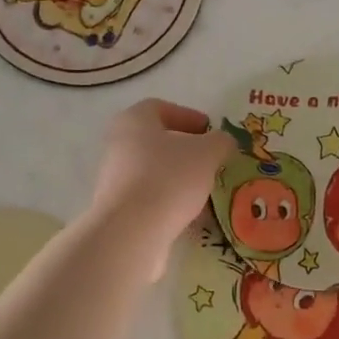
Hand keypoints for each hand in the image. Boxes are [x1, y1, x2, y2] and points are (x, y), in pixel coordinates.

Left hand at [88, 99, 233, 278]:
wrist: (132, 231)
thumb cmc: (169, 178)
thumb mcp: (207, 153)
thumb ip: (220, 141)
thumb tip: (223, 142)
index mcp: (134, 120)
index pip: (161, 108)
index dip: (189, 117)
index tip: (211, 133)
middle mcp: (119, 145)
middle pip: (157, 141)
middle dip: (187, 151)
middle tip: (212, 162)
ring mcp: (115, 179)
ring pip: (155, 171)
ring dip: (180, 179)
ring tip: (206, 191)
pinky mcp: (119, 209)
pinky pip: (150, 198)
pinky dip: (170, 202)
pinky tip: (192, 215)